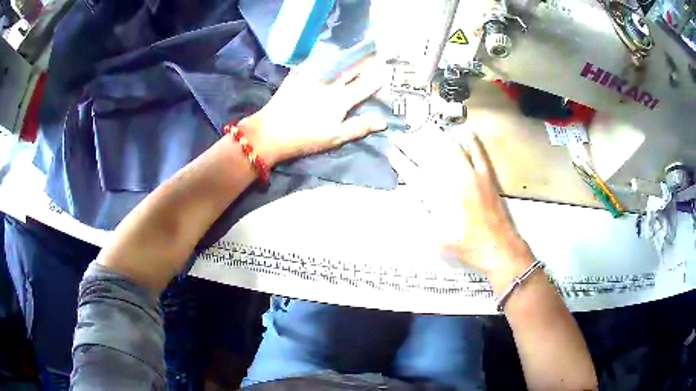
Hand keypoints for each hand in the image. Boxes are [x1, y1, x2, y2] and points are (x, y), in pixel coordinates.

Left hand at [240, 58, 387, 165]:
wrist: (270, 132)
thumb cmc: (304, 138)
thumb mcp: (334, 138)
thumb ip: (359, 127)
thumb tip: (383, 121)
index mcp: (340, 100)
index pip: (365, 85)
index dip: (377, 78)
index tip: (387, 70)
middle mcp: (329, 84)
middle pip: (352, 69)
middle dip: (366, 62)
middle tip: (377, 54)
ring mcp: (312, 77)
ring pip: (335, 63)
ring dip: (349, 57)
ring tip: (358, 52)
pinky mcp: (298, 75)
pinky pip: (317, 62)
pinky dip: (328, 58)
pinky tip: (331, 56)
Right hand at [387, 130, 533, 289]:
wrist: (499, 248)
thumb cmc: (467, 248)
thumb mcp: (438, 238)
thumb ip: (425, 215)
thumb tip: (415, 196)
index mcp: (440, 198)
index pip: (414, 174)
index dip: (400, 162)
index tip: (390, 151)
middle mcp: (454, 181)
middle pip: (428, 157)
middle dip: (411, 145)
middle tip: (399, 137)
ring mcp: (472, 176)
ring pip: (450, 149)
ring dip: (434, 138)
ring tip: (422, 130)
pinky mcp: (486, 176)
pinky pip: (478, 153)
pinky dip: (471, 141)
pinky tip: (464, 130)